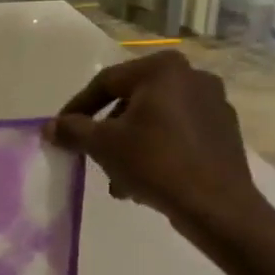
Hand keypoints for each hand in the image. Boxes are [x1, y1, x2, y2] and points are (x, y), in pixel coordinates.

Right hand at [47, 52, 274, 256]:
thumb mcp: (104, 146)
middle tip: (91, 155)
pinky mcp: (224, 131)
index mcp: (163, 69)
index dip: (78, 108)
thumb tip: (50, 127)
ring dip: (130, 145)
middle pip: (131, 101)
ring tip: (116, 178)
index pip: (106, 82)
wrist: (216, 205)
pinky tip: (144, 181)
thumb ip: (73, 131)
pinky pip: (178, 134)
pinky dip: (156, 150)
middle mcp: (192, 76)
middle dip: (107, 131)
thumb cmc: (155, 163)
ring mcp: (214, 103)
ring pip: (155, 120)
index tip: (61, 131)